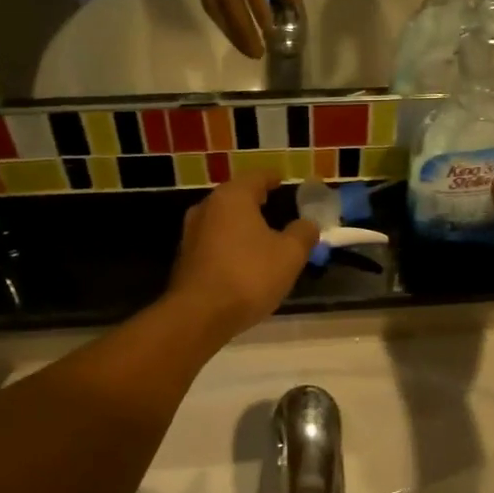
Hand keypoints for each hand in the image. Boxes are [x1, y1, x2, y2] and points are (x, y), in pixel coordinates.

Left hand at [165, 172, 318, 344]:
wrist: (200, 315)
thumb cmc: (249, 275)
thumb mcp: (290, 255)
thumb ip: (303, 233)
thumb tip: (309, 223)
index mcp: (232, 197)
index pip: (256, 177)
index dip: (273, 178)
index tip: (283, 181)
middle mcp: (207, 208)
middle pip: (236, 197)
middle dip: (256, 202)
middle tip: (276, 208)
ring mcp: (191, 234)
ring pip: (223, 221)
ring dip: (242, 226)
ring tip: (263, 236)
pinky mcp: (185, 259)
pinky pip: (214, 242)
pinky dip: (230, 245)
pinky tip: (243, 260)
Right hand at [189, 0, 300, 59]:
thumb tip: (293, 2)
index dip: (259, 9)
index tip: (271, 32)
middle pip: (228, 2)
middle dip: (244, 31)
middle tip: (259, 54)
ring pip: (215, 7)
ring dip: (231, 31)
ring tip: (247, 50)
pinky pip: (208, 1)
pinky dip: (220, 21)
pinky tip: (232, 33)